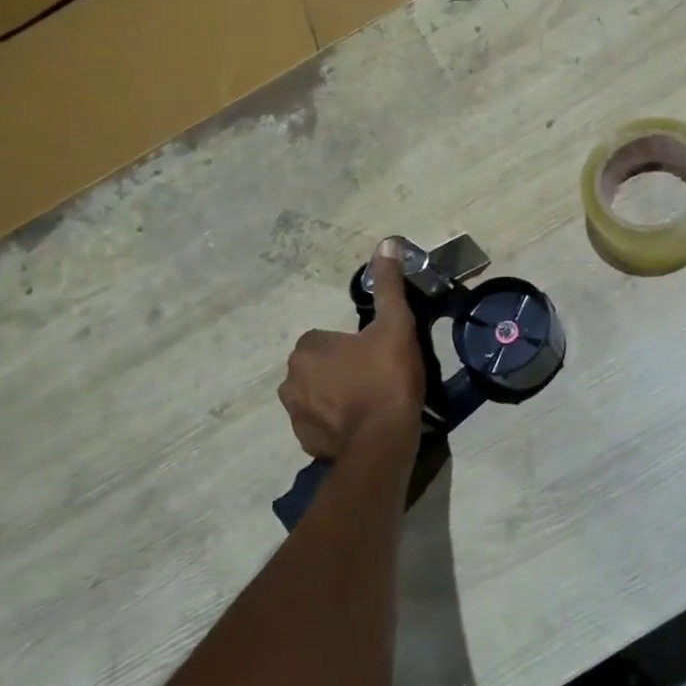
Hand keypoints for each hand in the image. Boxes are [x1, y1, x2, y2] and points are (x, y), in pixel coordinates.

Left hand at [279, 241, 425, 460]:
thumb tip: (386, 243)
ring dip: (335, 397)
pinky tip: (362, 425)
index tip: (375, 353)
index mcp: (307, 349)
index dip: (351, 344)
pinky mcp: (305, 442)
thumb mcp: (395, 324)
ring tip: (370, 403)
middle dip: (339, 370)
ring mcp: (295, 415)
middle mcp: (290, 380)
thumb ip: (388, 285)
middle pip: (318, 366)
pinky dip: (335, 423)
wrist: (384, 440)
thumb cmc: (387, 377)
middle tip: (375, 376)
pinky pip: (320, 424)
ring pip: (317, 395)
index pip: (324, 338)